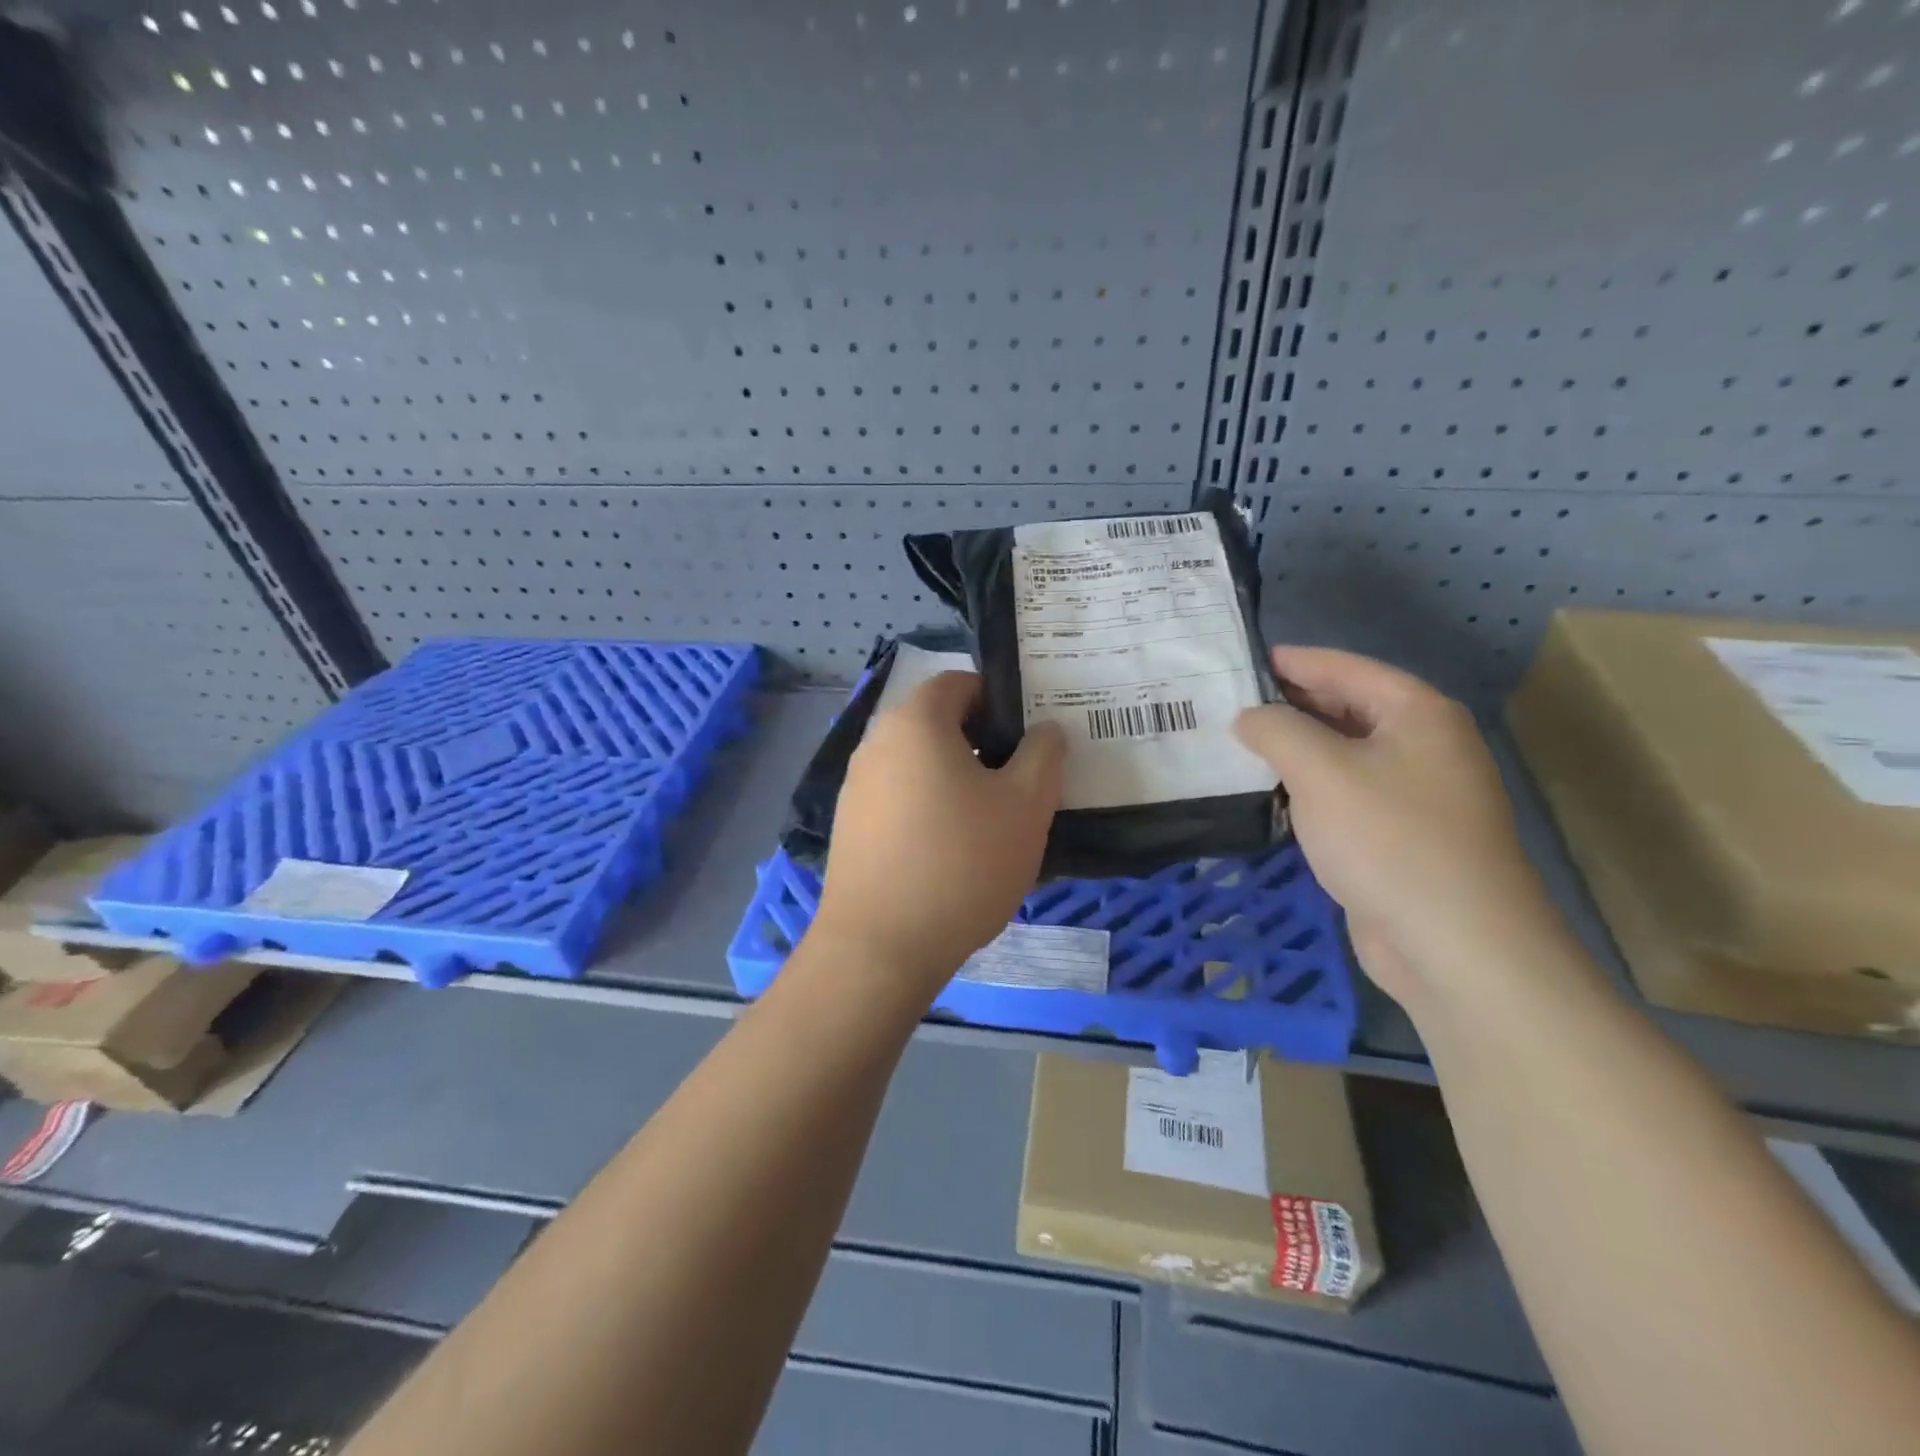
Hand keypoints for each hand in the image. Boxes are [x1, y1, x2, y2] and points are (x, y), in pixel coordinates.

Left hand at [811, 672, 1065, 1001]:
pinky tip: (953, 853)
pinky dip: (929, 809)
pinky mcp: (850, 826)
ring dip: (957, 779)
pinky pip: (900, 799)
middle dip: (983, 743)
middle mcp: (877, 743)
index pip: (959, 683)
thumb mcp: (1026, 806)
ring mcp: (857, 786)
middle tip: (1020, 781)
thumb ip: (1044, 755)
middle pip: (937, 724)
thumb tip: (1045, 730)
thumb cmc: (962, 863)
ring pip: (919, 764)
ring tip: (992, 822)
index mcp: (916, 722)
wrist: (881, 947)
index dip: (1000, 700)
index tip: (1029, 737)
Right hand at [1234, 647, 1568, 1011]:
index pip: (1345, 668)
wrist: (1456, 944)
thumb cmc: (1389, 839)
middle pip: (1347, 707)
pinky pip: (1348, 794)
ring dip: (1296, 749)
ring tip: (1240, 746)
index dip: (1292, 661)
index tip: (1242, 660)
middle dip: (1290, 705)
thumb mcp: (1320, 771)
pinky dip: (1311, 788)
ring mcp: (1417, 793)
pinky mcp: (1403, 836)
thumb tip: (1248, 717)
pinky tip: (1274, 795)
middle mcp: (1424, 744)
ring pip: (1345, 754)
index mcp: (1417, 713)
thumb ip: (1276, 730)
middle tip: (1229, 704)